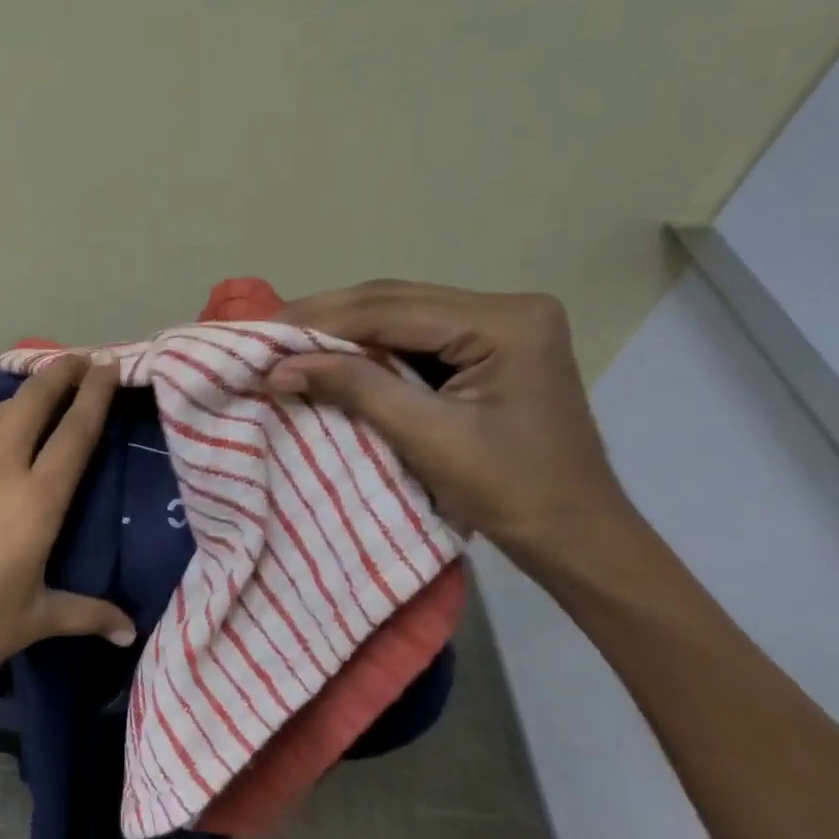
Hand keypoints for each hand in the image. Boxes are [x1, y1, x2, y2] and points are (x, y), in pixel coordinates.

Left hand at [0, 357, 134, 714]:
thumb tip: (129, 631)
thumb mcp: (32, 622)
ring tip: (37, 395)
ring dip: (21, 397)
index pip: (75, 431)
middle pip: (33, 402)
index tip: (110, 364)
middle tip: (79, 360)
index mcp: (35, 500)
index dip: (96, 393)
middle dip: (60, 374)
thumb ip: (86, 614)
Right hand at [269, 280, 638, 574]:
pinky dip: (369, 346)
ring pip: (401, 314)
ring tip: (286, 340)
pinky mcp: (491, 348)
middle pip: (395, 301)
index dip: (320, 318)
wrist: (577, 537)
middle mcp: (507, 307)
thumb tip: (279, 366)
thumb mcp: (427, 437)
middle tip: (265, 331)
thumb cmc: (512, 493)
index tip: (262, 330)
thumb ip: (355, 388)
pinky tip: (331, 353)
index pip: (392, 307)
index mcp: (505, 321)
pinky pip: (415, 336)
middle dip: (327, 317)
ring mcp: (502, 325)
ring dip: (343, 328)